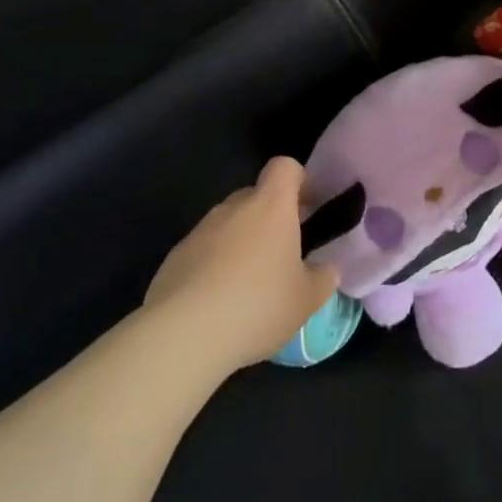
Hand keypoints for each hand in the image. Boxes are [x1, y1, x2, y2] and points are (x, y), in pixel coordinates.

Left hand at [144, 157, 339, 373]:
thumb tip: (326, 270)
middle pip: (255, 195)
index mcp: (271, 206)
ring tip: (250, 285)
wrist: (184, 334)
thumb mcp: (306, 300)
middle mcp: (233, 208)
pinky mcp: (175, 256)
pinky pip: (204, 250)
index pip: (284, 167)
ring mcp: (200, 230)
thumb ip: (322, 279)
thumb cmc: (257, 306)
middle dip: (270, 217)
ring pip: (229, 224)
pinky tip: (219, 302)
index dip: (299, 180)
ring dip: (242, 243)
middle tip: (283, 254)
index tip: (308, 207)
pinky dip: (215, 265)